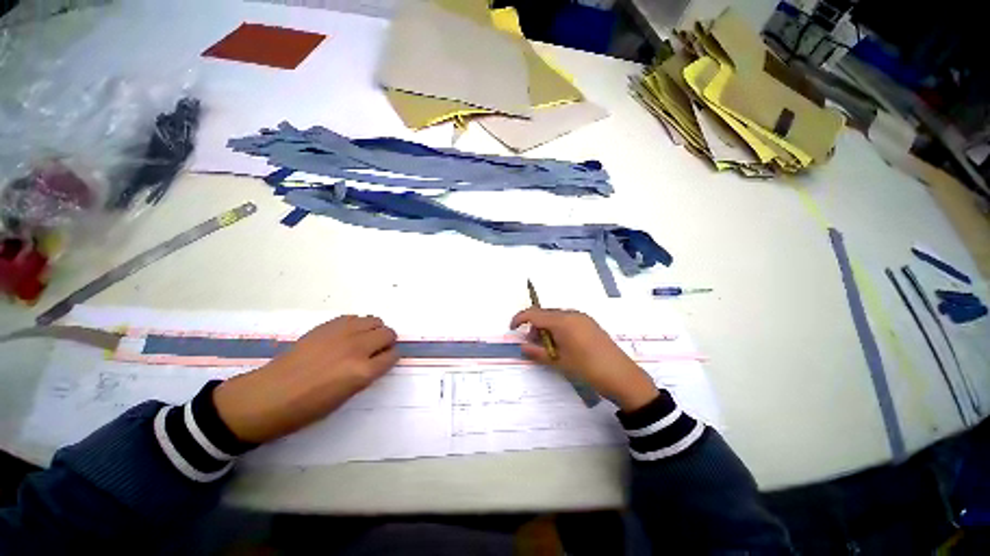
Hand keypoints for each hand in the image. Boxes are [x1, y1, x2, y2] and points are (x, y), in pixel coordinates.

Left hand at [213, 316, 398, 443]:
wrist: (269, 396)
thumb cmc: (308, 407)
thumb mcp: (346, 396)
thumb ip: (367, 374)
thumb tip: (377, 359)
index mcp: (363, 372)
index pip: (392, 356)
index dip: (390, 358)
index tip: (384, 360)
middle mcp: (357, 348)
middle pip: (388, 333)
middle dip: (386, 341)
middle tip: (375, 350)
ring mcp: (342, 333)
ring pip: (374, 320)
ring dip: (374, 330)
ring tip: (362, 340)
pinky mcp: (328, 325)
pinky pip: (354, 317)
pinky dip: (356, 324)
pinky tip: (346, 335)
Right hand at [510, 308, 658, 411]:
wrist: (622, 376)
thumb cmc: (587, 369)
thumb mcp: (559, 362)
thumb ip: (538, 352)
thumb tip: (523, 346)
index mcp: (563, 321)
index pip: (534, 314)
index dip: (520, 319)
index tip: (512, 328)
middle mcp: (572, 314)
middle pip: (545, 313)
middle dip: (534, 325)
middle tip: (532, 344)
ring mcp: (582, 317)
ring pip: (556, 316)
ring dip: (546, 327)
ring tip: (548, 346)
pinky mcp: (589, 323)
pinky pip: (567, 320)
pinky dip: (558, 328)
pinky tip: (562, 343)